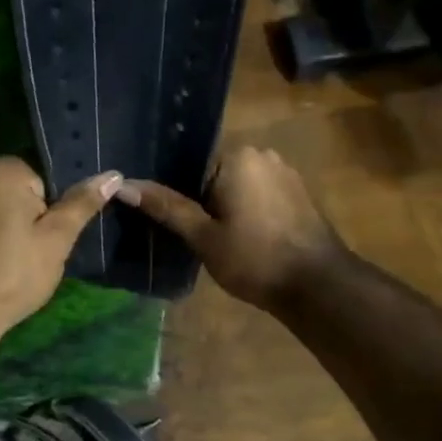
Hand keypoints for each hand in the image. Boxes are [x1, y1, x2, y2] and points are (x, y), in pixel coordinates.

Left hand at [0, 156, 121, 335]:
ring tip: (34, 257)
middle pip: (35, 192)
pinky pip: (3, 221)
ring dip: (31, 230)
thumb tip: (113, 174)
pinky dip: (14, 237)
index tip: (60, 233)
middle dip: (46, 217)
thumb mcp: (57, 237)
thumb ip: (83, 203)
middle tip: (50, 247)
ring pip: (20, 209)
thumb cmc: (16, 270)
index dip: (61, 208)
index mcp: (4, 169)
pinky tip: (18, 260)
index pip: (53, 177)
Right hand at [117, 147, 344, 311]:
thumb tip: (123, 185)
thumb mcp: (202, 236)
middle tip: (186, 233)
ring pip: (238, 185)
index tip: (167, 219)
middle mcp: (263, 154)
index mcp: (237, 156)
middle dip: (200, 198)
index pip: (191, 163)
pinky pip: (259, 194)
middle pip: (215, 172)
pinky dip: (246, 210)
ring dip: (224, 206)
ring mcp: (285, 173)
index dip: (176, 192)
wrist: (318, 286)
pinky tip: (241, 237)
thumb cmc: (255, 258)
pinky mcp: (298, 193)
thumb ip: (165, 207)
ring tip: (211, 238)